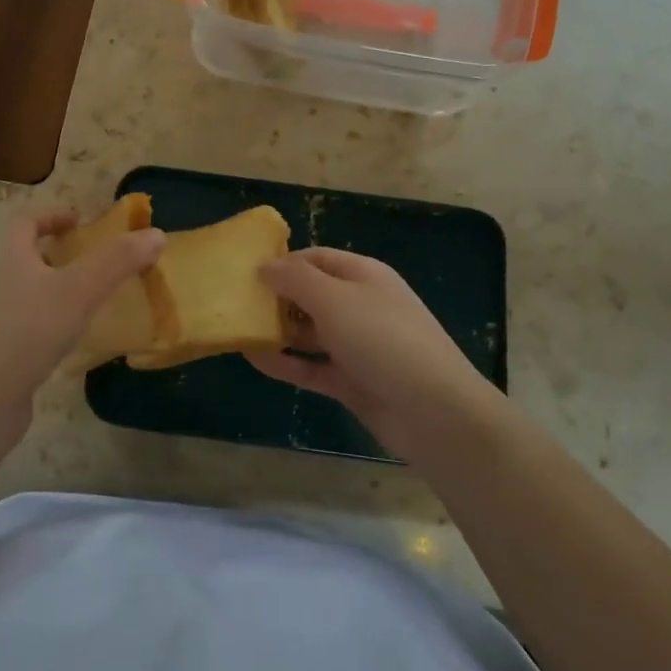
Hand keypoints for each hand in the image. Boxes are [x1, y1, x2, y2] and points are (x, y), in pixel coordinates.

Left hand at [0, 211, 165, 402]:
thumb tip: (156, 234)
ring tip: (101, 300)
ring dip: (65, 294)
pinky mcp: (11, 359)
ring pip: (37, 298)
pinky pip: (39, 333)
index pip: (25, 224)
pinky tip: (84, 342)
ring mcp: (5, 326)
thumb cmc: (28, 331)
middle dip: (64, 257)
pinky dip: (62, 330)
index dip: (50, 216)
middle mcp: (5, 289)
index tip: (80, 221)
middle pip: (30, 261)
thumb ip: (116, 261)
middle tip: (101, 263)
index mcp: (14, 262)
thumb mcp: (78, 289)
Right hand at [247, 247, 497, 454]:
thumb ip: (295, 279)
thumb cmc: (383, 339)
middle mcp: (358, 306)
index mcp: (362, 276)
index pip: (315, 258)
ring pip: (308, 332)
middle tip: (235, 304)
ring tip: (237, 330)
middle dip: (275, 298)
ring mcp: (355, 345)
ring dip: (277, 331)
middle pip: (309, 294)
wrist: (434, 411)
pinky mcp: (350, 380)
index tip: (245, 273)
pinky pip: (310, 366)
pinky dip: (285, 362)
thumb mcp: (334, 299)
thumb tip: (264, 266)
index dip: (282, 262)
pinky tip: (254, 358)